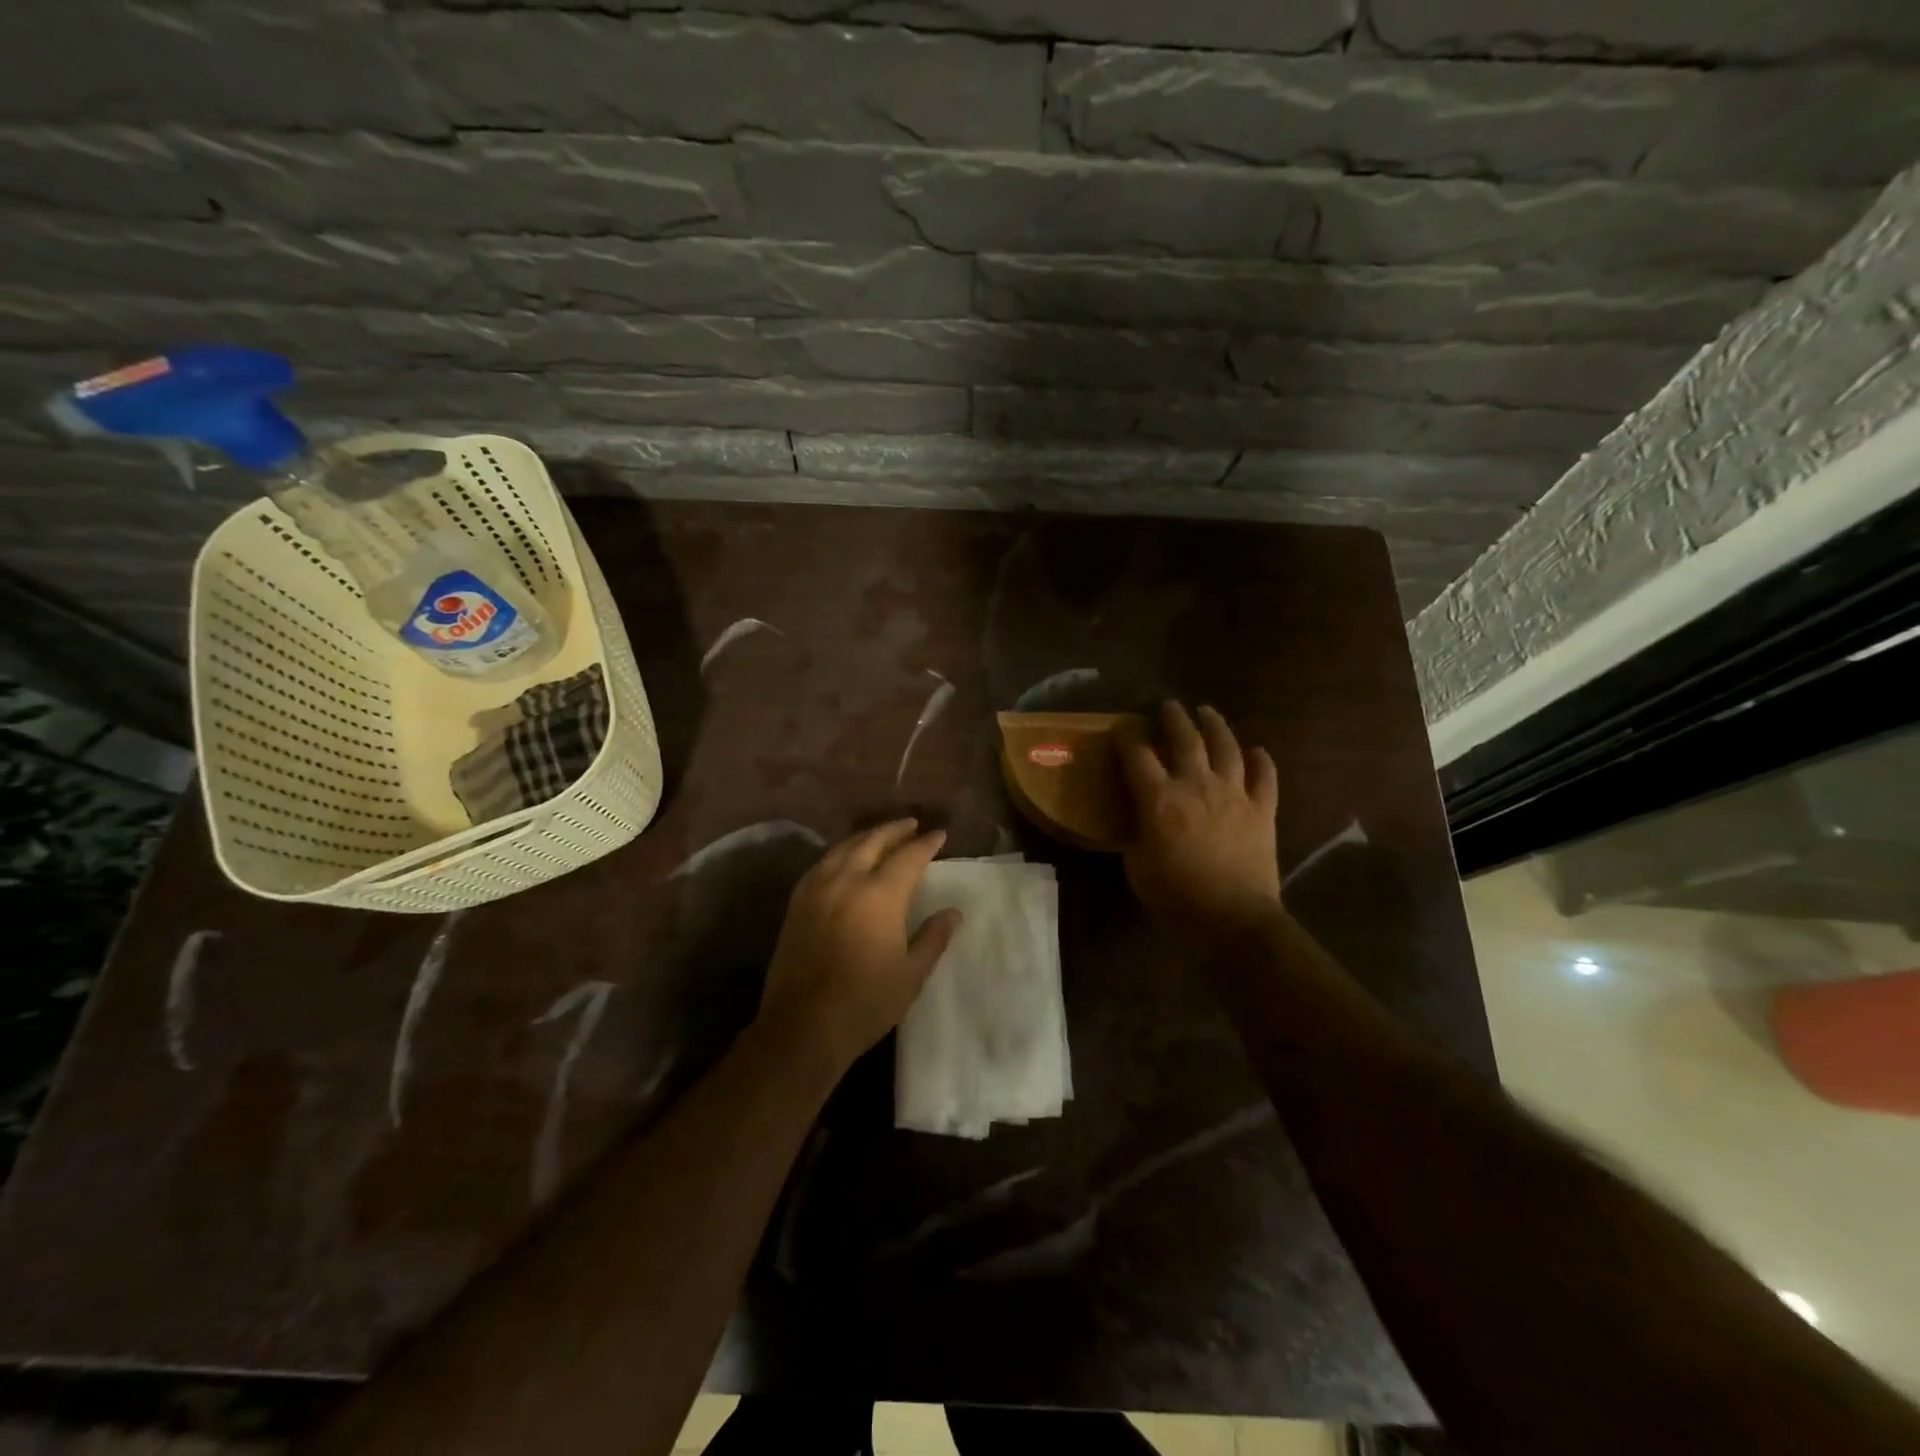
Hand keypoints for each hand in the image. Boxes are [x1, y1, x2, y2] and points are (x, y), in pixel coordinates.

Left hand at [758, 820, 962, 1076]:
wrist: (803, 1026)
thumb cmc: (865, 1002)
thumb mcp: (911, 974)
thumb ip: (933, 937)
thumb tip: (953, 913)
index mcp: (879, 895)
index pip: (908, 857)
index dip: (926, 844)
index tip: (939, 835)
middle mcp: (846, 880)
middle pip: (872, 841)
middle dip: (894, 830)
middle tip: (912, 824)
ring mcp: (817, 889)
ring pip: (844, 848)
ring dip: (866, 837)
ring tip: (882, 836)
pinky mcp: (797, 903)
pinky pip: (822, 864)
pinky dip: (840, 853)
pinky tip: (845, 860)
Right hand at [1117, 703, 1282, 935]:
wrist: (1233, 917)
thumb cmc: (1175, 896)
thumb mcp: (1137, 865)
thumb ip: (1135, 834)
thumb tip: (1136, 820)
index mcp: (1159, 798)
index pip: (1137, 754)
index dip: (1127, 736)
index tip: (1123, 726)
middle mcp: (1196, 785)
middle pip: (1185, 738)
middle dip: (1174, 717)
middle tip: (1168, 706)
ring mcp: (1234, 793)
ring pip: (1226, 747)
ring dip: (1215, 725)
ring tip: (1207, 712)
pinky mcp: (1262, 809)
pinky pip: (1265, 776)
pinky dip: (1261, 761)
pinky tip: (1257, 751)